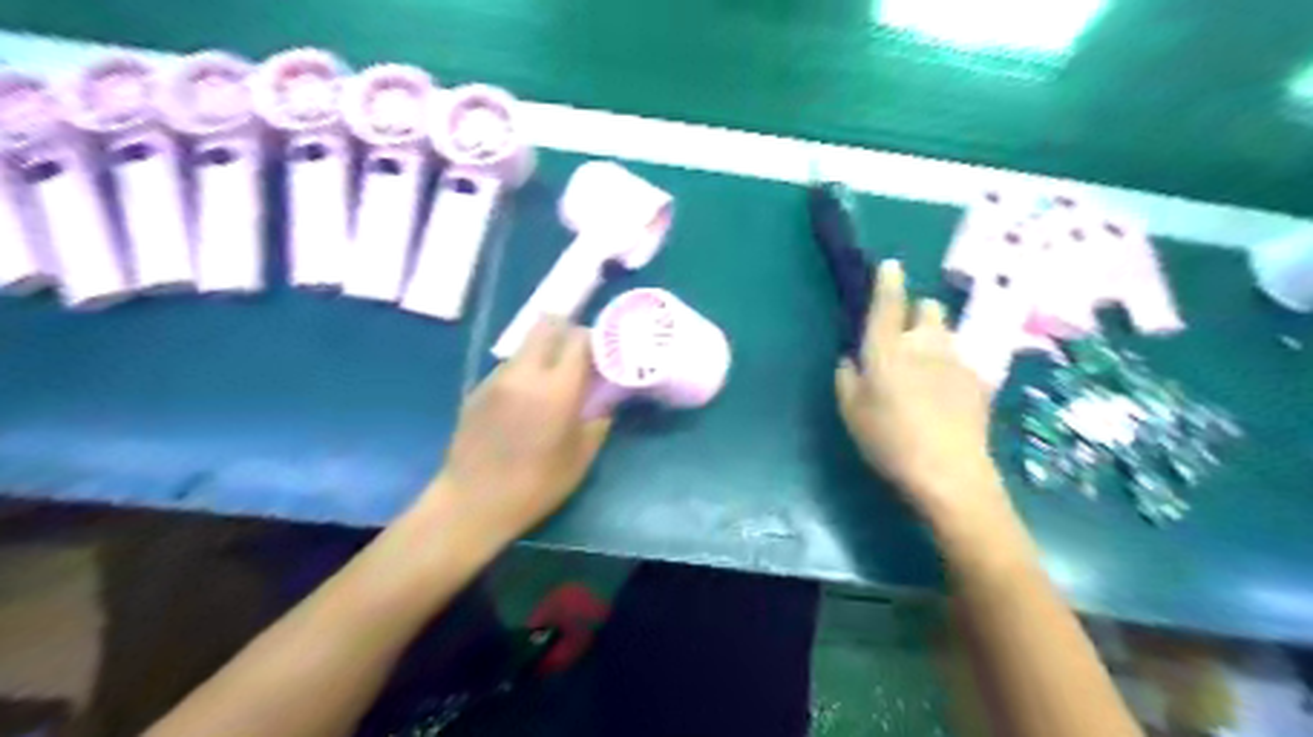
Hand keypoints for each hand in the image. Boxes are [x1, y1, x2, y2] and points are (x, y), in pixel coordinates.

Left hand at [423, 320, 612, 549]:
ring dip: (543, 354)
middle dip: (566, 333)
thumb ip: (597, 419)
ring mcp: (496, 378)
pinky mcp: (477, 389)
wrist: (472, 502)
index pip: (579, 338)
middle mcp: (524, 373)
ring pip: (525, 345)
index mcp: (556, 388)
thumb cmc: (536, 485)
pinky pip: (507, 367)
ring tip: (550, 384)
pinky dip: (523, 373)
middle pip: (546, 325)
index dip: (595, 341)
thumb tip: (604, 399)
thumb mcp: (581, 457)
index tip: (603, 355)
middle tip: (578, 358)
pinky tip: (524, 404)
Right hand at [841, 261, 1014, 539]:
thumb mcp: (850, 412)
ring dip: (934, 339)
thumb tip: (853, 358)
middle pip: (928, 308)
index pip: (888, 303)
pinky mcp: (979, 379)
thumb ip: (847, 377)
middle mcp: (924, 344)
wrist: (948, 472)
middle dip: (916, 314)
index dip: (888, 281)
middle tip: (904, 341)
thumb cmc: (888, 441)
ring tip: (926, 371)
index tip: (890, 266)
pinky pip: (961, 359)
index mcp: (887, 349)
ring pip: (946, 332)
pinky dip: (950, 366)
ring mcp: (957, 360)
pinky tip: (945, 396)